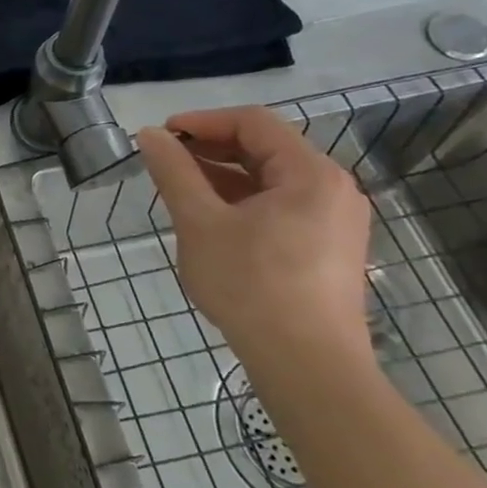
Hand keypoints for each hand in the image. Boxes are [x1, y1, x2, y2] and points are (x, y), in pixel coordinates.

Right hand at [136, 107, 373, 379]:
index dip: (202, 121)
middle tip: (166, 162)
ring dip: (224, 176)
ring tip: (181, 190)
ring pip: (272, 179)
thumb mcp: (200, 222)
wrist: (307, 366)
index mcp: (310, 173)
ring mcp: (336, 221)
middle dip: (211, 148)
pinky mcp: (330, 248)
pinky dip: (244, 201)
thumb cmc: (251, 285)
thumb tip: (150, 135)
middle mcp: (333, 189)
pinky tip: (212, 220)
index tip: (161, 136)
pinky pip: (282, 206)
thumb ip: (174, 172)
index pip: (252, 122)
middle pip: (265, 148)